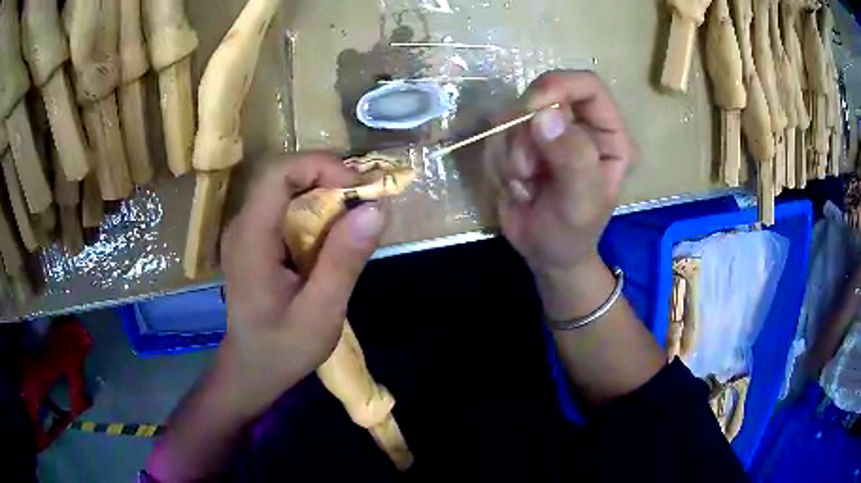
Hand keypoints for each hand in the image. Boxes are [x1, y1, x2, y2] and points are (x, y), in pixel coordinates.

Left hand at [217, 152, 386, 414]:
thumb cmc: (283, 349)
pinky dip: (317, 209)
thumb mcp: (320, 315)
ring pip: (287, 188)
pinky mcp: (256, 238)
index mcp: (250, 239)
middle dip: (329, 177)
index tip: (359, 188)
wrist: (253, 368)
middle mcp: (243, 225)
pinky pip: (286, 206)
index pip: (278, 174)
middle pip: (284, 175)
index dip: (320, 166)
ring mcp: (247, 230)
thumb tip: (376, 209)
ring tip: (358, 215)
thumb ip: (343, 263)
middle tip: (367, 201)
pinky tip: (336, 233)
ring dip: (326, 192)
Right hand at [488, 71, 635, 278]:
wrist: (545, 255)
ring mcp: (550, 132)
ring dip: (513, 154)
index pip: (588, 86)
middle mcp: (580, 125)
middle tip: (527, 169)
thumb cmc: (573, 233)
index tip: (531, 109)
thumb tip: (543, 116)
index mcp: (608, 134)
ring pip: (516, 116)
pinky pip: (500, 135)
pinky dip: (502, 163)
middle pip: (544, 95)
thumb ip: (571, 159)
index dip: (559, 87)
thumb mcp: (580, 201)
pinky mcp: (524, 143)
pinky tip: (518, 187)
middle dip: (526, 132)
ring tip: (527, 187)